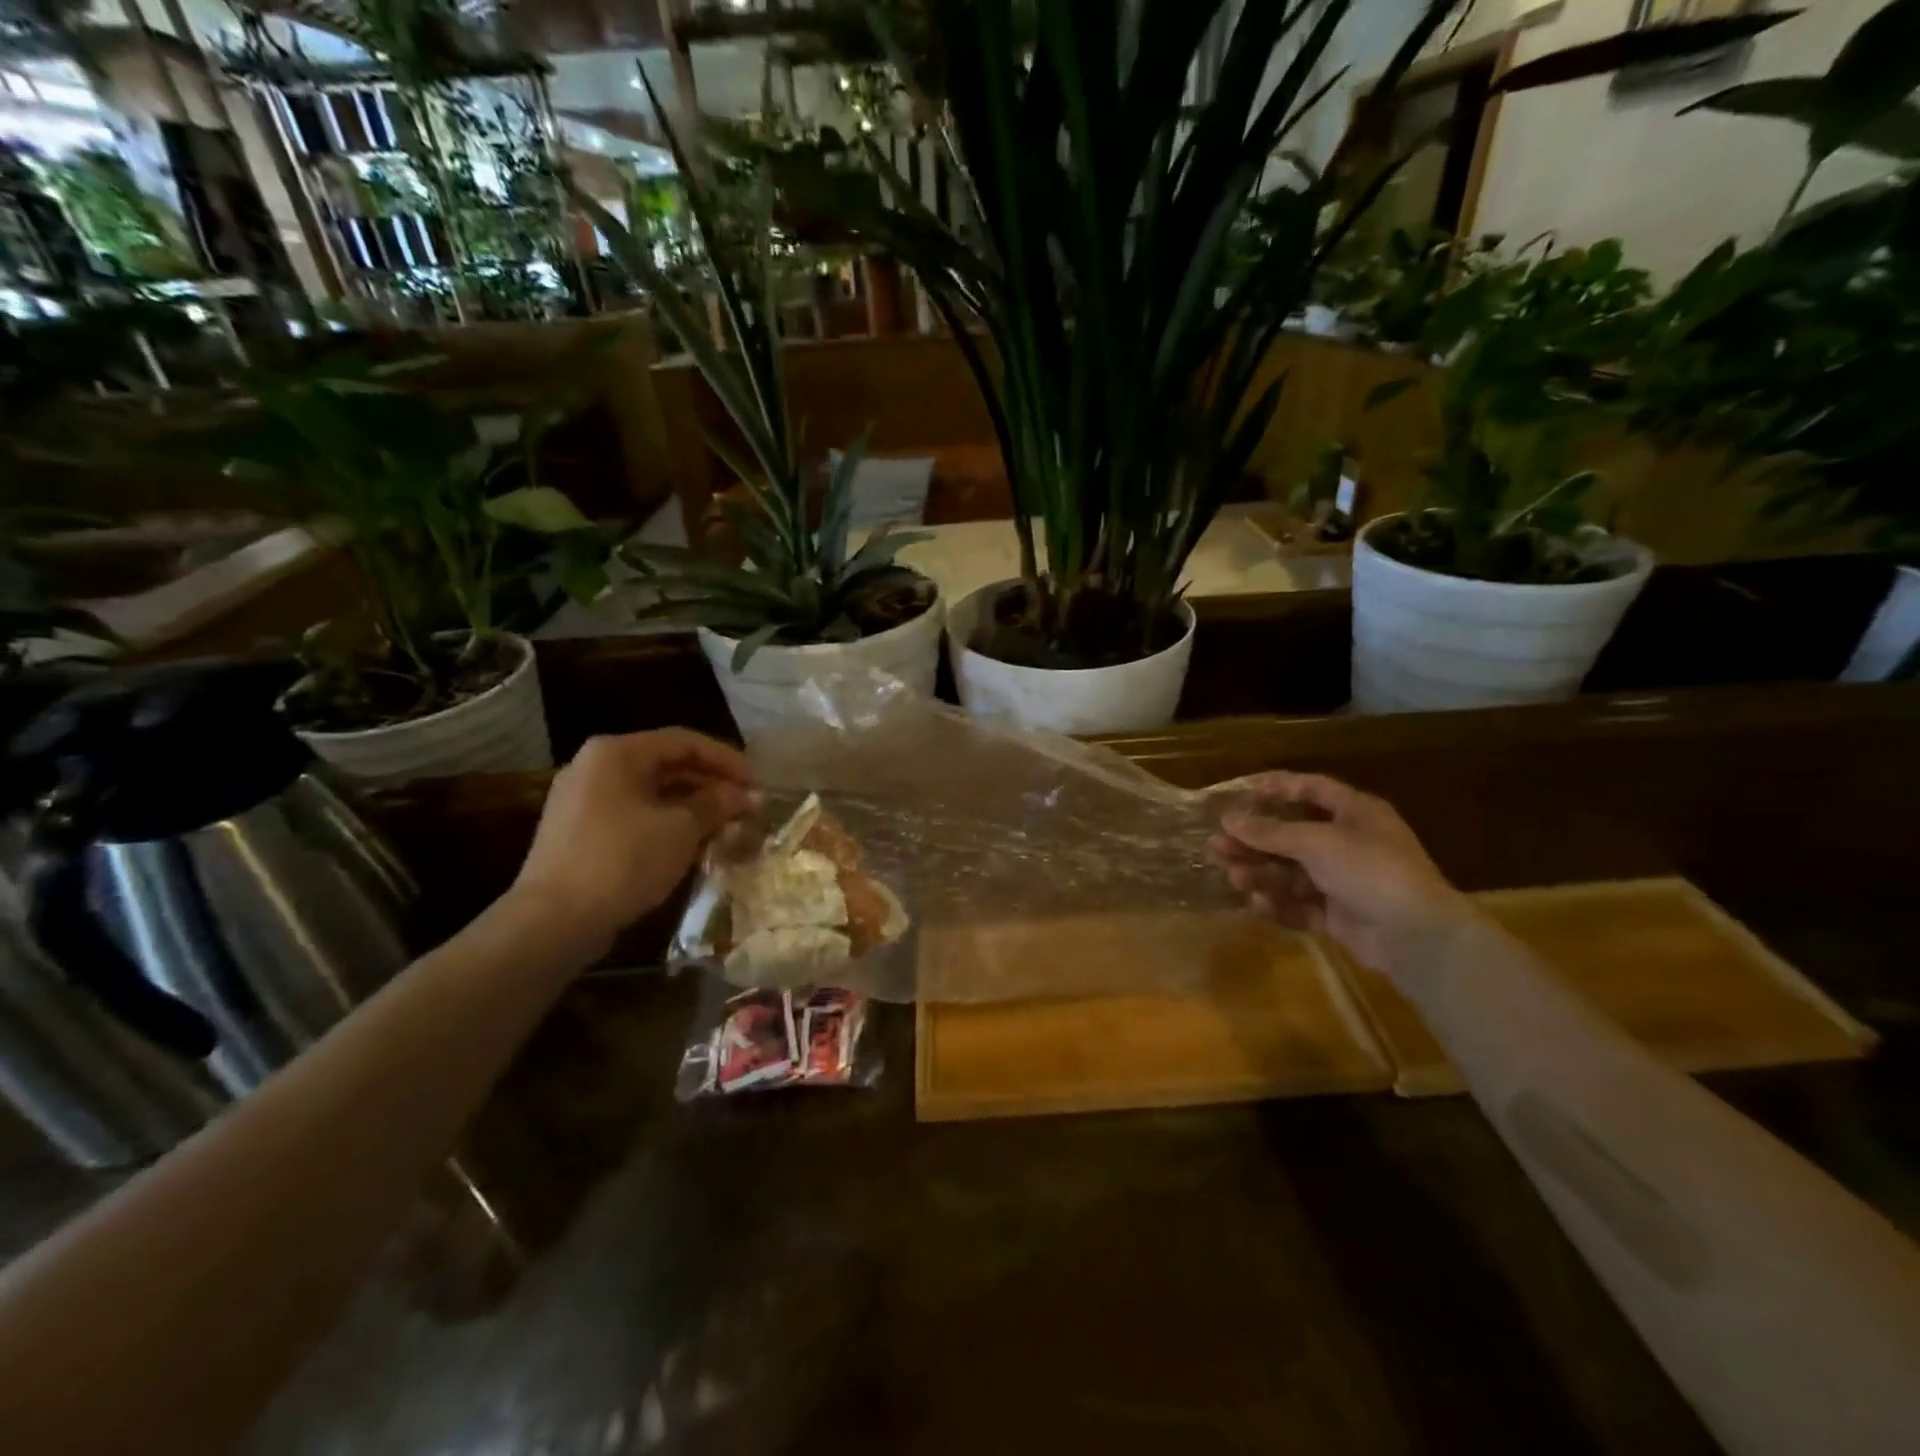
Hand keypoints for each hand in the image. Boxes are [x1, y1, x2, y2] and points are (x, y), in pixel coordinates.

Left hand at [511, 730, 757, 950]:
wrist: (553, 921)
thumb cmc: (623, 860)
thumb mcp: (681, 829)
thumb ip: (717, 804)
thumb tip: (749, 796)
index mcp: (616, 753)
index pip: (685, 741)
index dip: (726, 759)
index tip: (756, 783)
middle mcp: (595, 767)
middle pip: (667, 765)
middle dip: (711, 785)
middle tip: (746, 807)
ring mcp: (583, 800)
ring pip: (652, 793)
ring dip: (693, 807)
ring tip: (728, 827)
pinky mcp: (580, 833)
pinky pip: (635, 815)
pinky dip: (667, 824)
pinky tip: (693, 845)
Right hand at [1209, 772, 1472, 978]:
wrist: (1416, 936)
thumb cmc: (1370, 870)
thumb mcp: (1317, 842)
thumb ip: (1270, 831)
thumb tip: (1228, 818)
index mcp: (1355, 813)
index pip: (1311, 789)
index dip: (1276, 788)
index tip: (1238, 793)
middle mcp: (1349, 843)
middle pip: (1292, 835)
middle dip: (1255, 840)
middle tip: (1217, 844)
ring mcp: (1344, 881)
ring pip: (1292, 872)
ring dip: (1261, 873)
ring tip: (1234, 877)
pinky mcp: (1339, 915)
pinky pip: (1301, 904)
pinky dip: (1279, 904)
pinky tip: (1258, 904)